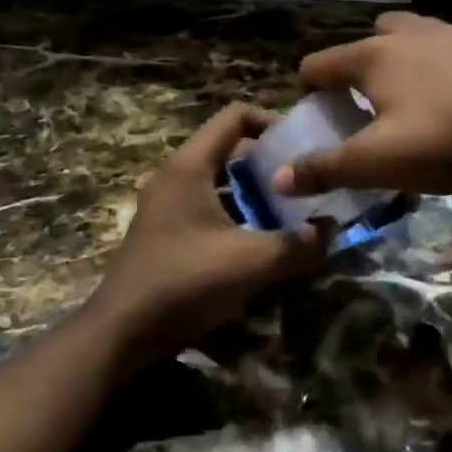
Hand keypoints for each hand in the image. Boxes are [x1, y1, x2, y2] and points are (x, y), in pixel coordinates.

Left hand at [85, 104, 319, 369]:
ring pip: (219, 182)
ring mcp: (166, 204)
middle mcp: (175, 176)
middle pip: (228, 149)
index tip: (302, 145)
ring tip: (290, 211)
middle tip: (303, 181)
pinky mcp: (165, 232)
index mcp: (190, 166)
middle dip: (268, 162)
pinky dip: (235, 214)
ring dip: (253, 192)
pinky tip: (259, 242)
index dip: (271, 121)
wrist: (120, 335)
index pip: (234, 116)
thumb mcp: (250, 262)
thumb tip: (332, 232)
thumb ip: (297, 245)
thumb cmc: (184, 282)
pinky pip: (207, 207)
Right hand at [272, 12, 451, 197]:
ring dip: (414, 60)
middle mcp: (414, 33)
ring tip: (428, 101)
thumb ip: (328, 168)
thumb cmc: (451, 139)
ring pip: (424, 36)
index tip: (317, 114)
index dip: (308, 89)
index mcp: (376, 58)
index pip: (320, 63)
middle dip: (365, 64)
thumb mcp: (382, 163)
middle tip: (375, 103)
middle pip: (373, 36)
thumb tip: (279, 179)